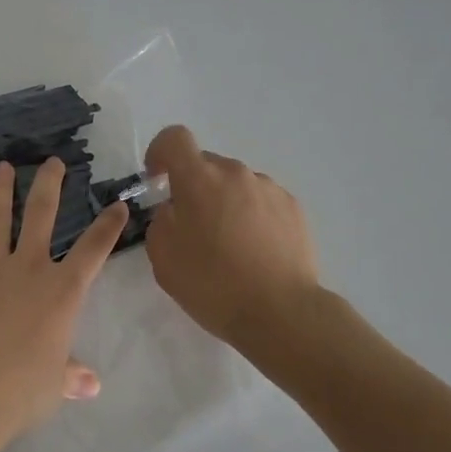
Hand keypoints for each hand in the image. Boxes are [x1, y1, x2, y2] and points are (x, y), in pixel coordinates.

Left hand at [0, 158, 128, 447]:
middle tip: (51, 162)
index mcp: (62, 291)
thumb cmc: (25, 387)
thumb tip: (91, 385)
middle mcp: (28, 270)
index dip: (108, 226)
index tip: (118, 205)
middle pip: (40, 216)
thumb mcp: (57, 384)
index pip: (93, 250)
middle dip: (48, 185)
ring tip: (1, 167)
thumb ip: (72, 376)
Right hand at [143, 125, 319, 346]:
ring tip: (229, 245)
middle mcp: (235, 173)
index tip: (157, 179)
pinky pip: (261, 200)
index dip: (160, 152)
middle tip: (193, 227)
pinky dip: (251, 216)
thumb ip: (160, 221)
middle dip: (193, 187)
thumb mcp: (163, 258)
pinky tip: (255, 251)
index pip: (174, 138)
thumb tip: (174, 210)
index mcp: (199, 179)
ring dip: (224, 202)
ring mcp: (268, 188)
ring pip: (235, 184)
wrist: (282, 313)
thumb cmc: (213, 284)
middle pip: (206, 164)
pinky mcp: (293, 207)